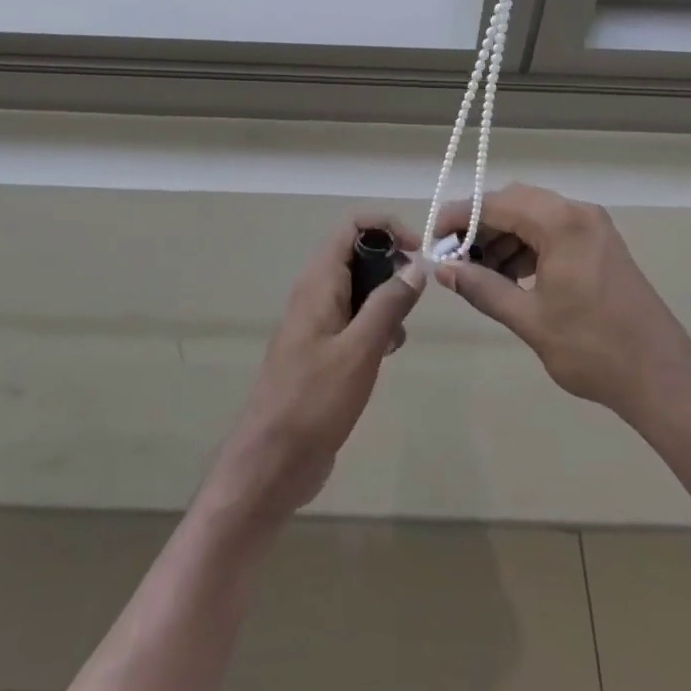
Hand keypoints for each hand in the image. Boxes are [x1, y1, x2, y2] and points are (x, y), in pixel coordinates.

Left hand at [205, 216, 425, 524]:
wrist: (272, 463)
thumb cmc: (314, 401)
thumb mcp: (360, 350)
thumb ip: (388, 304)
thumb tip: (416, 266)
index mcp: (318, 283)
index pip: (351, 227)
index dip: (387, 227)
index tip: (418, 251)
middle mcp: (315, 294)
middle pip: (357, 255)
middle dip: (391, 267)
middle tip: (414, 298)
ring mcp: (316, 322)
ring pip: (358, 290)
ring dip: (385, 302)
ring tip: (398, 335)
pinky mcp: (321, 350)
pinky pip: (353, 320)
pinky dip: (374, 327)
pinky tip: (386, 355)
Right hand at [435, 184, 690, 422]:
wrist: (661, 376)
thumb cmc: (592, 348)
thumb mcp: (529, 319)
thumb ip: (482, 288)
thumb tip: (444, 270)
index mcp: (561, 223)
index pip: (496, 203)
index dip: (460, 217)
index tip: (434, 239)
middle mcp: (578, 213)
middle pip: (515, 202)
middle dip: (481, 225)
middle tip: (455, 258)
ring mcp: (593, 226)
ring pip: (533, 215)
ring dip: (504, 237)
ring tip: (480, 273)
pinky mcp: (600, 243)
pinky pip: (553, 230)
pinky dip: (528, 246)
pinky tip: (512, 276)